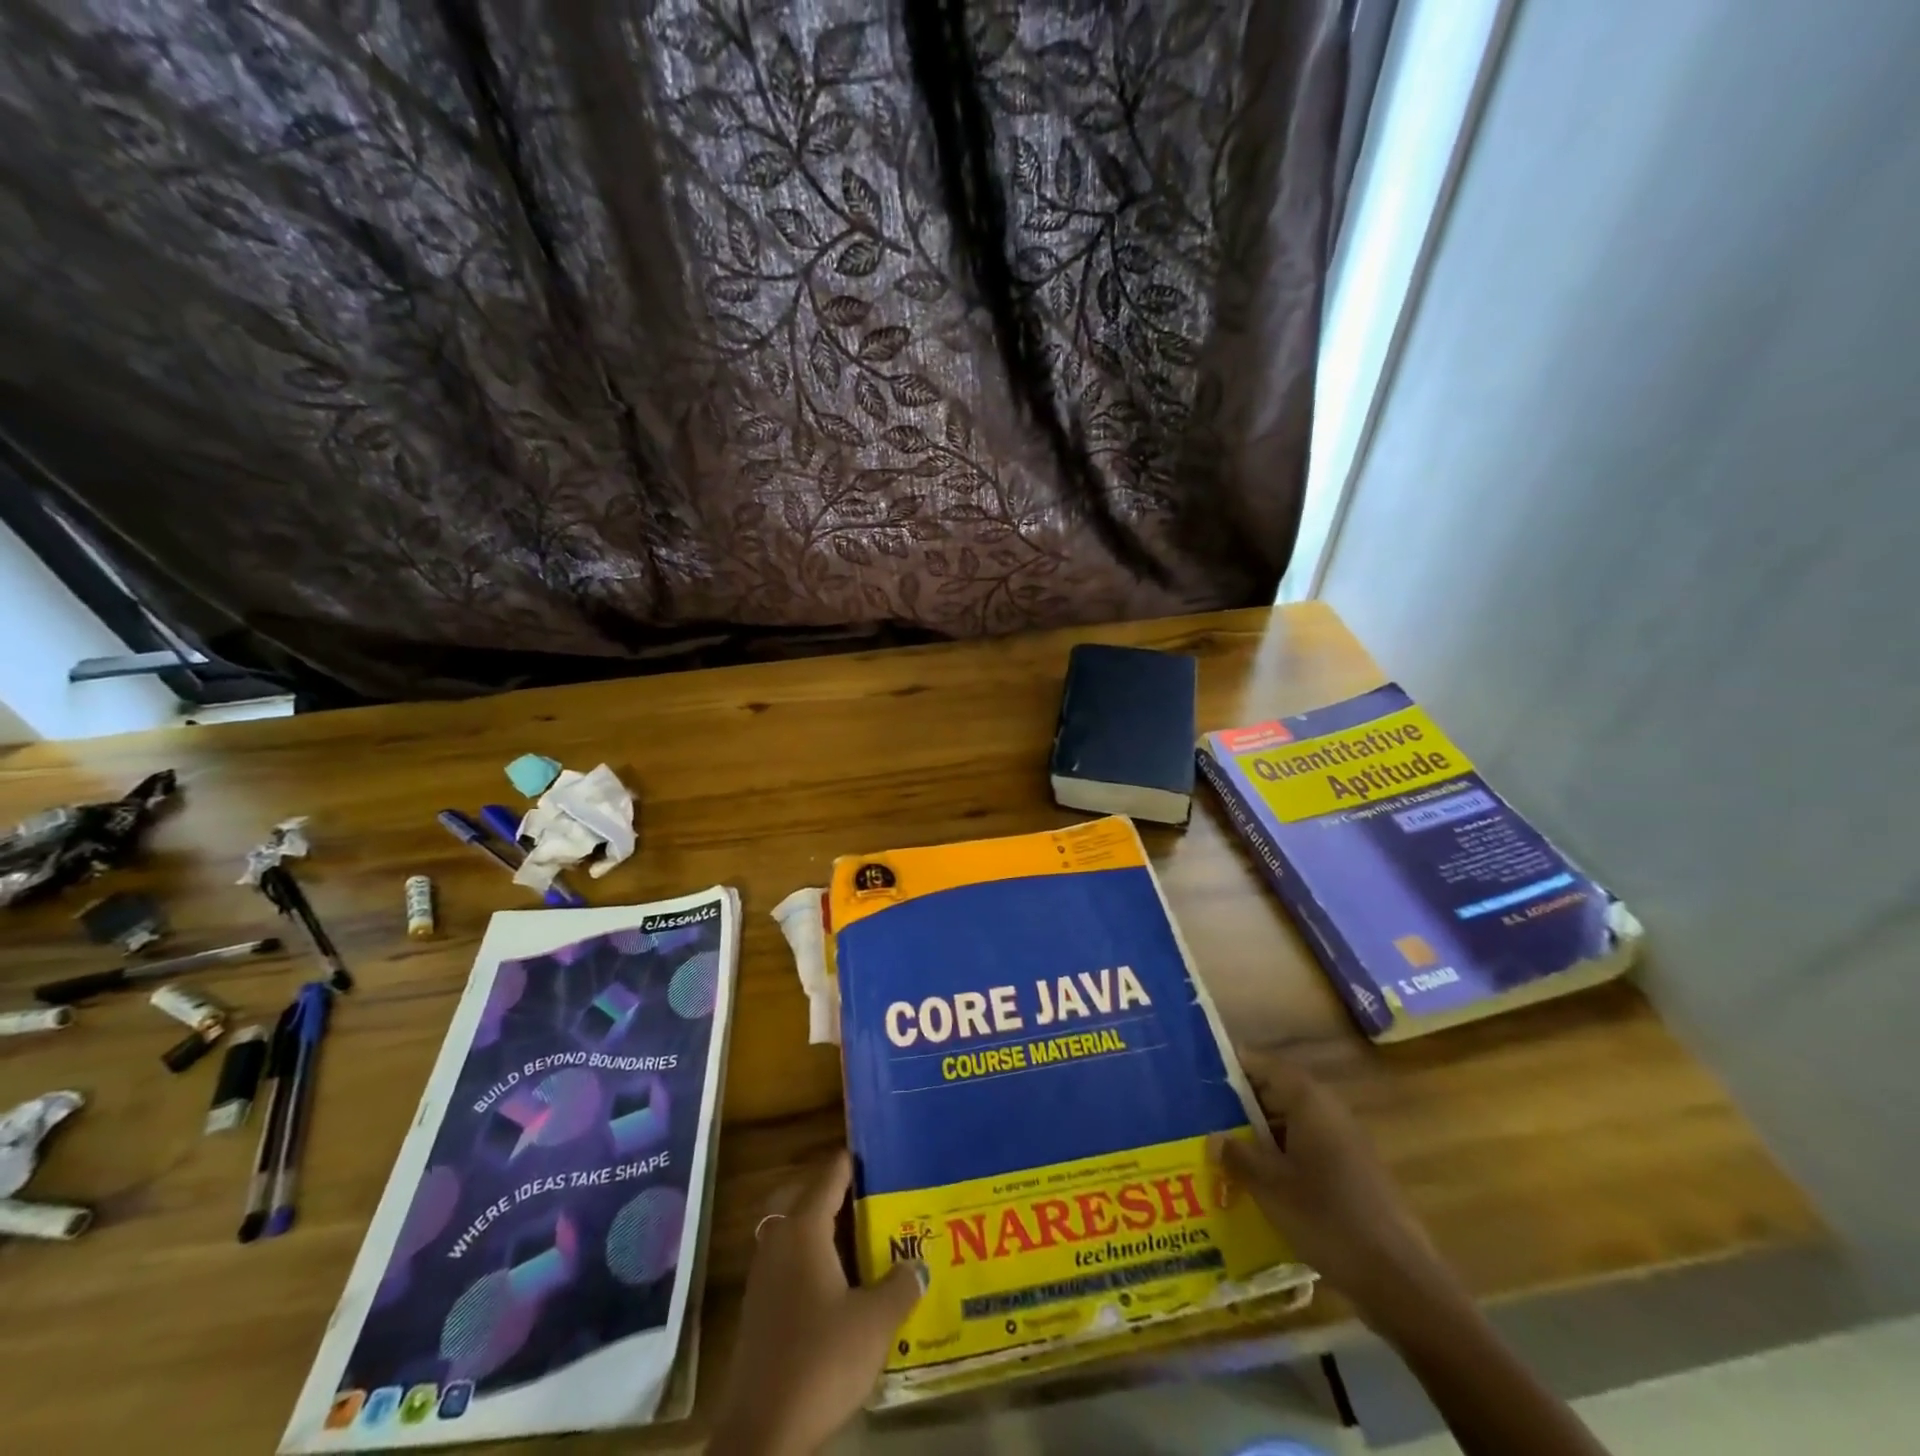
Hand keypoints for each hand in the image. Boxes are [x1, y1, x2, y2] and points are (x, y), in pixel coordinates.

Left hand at [710, 1149, 926, 1455]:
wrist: (761, 1433)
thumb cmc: (821, 1360)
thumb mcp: (874, 1322)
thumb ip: (899, 1285)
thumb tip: (918, 1263)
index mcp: (804, 1229)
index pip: (830, 1176)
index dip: (853, 1162)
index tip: (877, 1151)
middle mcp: (779, 1241)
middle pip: (806, 1198)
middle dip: (835, 1192)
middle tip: (871, 1192)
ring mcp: (763, 1276)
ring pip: (794, 1232)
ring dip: (822, 1227)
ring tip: (860, 1233)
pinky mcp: (758, 1309)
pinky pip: (788, 1262)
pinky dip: (811, 1258)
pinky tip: (838, 1281)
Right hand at [1209, 1049, 1460, 1332]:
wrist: (1401, 1282)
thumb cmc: (1328, 1219)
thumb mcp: (1270, 1187)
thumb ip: (1238, 1157)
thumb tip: (1215, 1138)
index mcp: (1310, 1103)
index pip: (1266, 1064)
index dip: (1235, 1065)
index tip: (1201, 1072)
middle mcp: (1330, 1113)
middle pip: (1279, 1093)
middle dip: (1242, 1104)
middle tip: (1203, 1115)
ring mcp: (1346, 1145)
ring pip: (1293, 1125)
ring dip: (1261, 1134)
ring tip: (1224, 1150)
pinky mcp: (1354, 1176)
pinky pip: (1308, 1152)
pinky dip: (1283, 1158)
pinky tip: (1260, 1184)